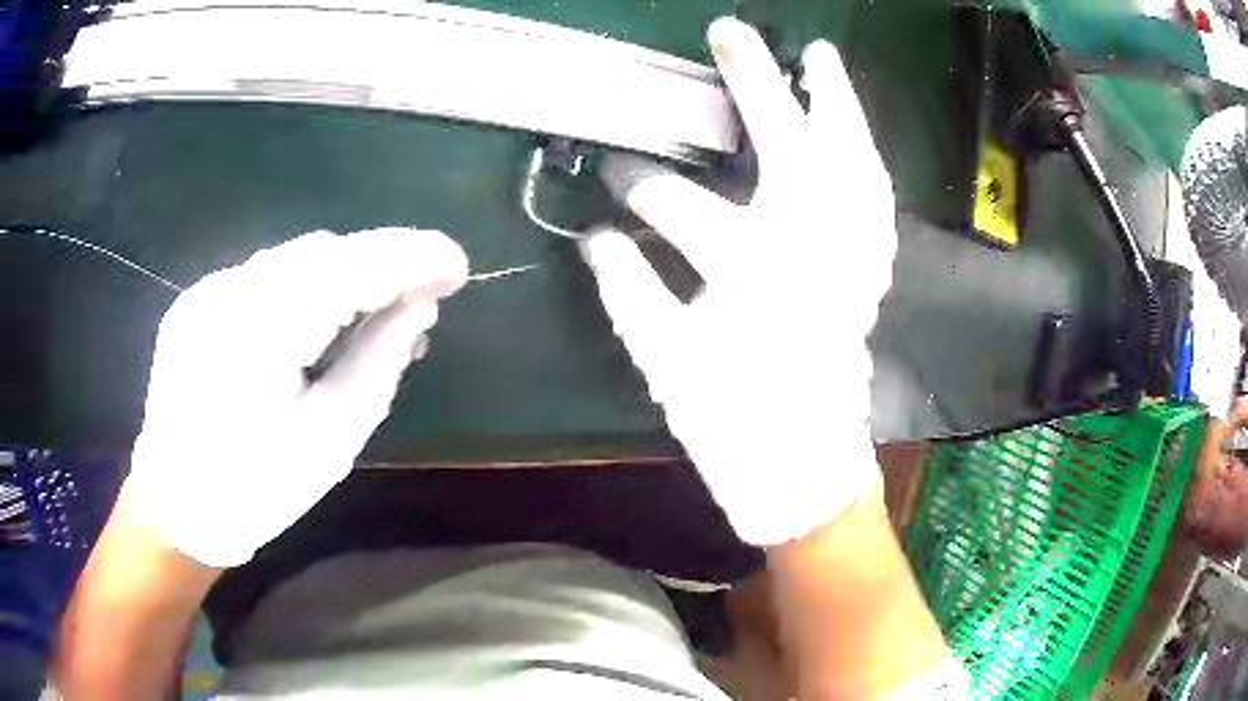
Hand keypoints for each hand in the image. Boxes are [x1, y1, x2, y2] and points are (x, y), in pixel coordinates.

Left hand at [125, 228, 467, 566]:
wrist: (176, 510)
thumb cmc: (256, 490)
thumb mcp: (331, 439)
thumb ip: (378, 362)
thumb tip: (418, 307)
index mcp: (259, 329)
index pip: (350, 266)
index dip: (410, 257)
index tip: (457, 267)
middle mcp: (227, 291)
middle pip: (321, 254)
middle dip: (379, 265)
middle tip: (422, 298)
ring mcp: (205, 292)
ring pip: (292, 262)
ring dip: (344, 277)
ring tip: (379, 313)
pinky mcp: (195, 304)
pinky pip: (263, 280)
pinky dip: (304, 290)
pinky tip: (321, 322)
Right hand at [581, 18, 895, 545]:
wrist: (805, 469)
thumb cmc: (736, 428)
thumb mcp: (668, 367)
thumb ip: (629, 296)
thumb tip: (593, 240)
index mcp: (752, 287)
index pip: (683, 211)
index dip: (640, 186)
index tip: (611, 175)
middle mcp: (815, 263)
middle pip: (791, 156)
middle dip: (758, 88)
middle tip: (731, 36)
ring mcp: (854, 267)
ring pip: (856, 169)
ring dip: (839, 108)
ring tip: (821, 57)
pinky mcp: (870, 277)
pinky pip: (878, 206)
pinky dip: (869, 161)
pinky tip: (858, 133)